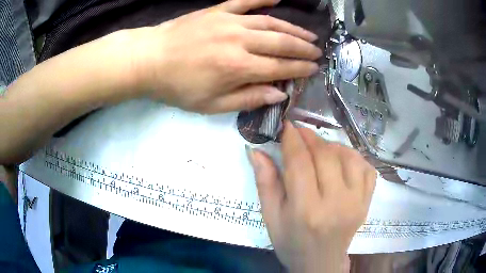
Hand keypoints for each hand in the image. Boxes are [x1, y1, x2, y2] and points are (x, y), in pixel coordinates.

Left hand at [131, 0, 321, 112]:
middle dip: (303, 48)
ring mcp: (229, 22)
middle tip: (317, 51)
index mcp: (238, 68)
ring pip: (270, 23)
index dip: (300, 69)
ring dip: (292, 28)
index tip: (314, 69)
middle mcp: (240, 41)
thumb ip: (248, 99)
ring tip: (308, 33)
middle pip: (281, 43)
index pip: (280, 68)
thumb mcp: (211, 105)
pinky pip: (245, 1)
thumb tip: (279, 94)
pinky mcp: (218, 11)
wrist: (149, 59)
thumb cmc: (177, 86)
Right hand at [247, 122, 376, 271]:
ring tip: (319, 148)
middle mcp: (336, 204)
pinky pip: (366, 168)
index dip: (292, 139)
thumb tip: (255, 150)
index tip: (286, 125)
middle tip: (299, 133)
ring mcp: (357, 202)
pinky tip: (341, 161)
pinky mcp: (367, 202)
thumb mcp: (271, 217)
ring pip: (349, 156)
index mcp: (306, 211)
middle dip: (310, 137)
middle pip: (326, 155)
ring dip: (332, 145)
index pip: (300, 163)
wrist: (320, 263)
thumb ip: (264, 183)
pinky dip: (354, 157)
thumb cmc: (291, 243)